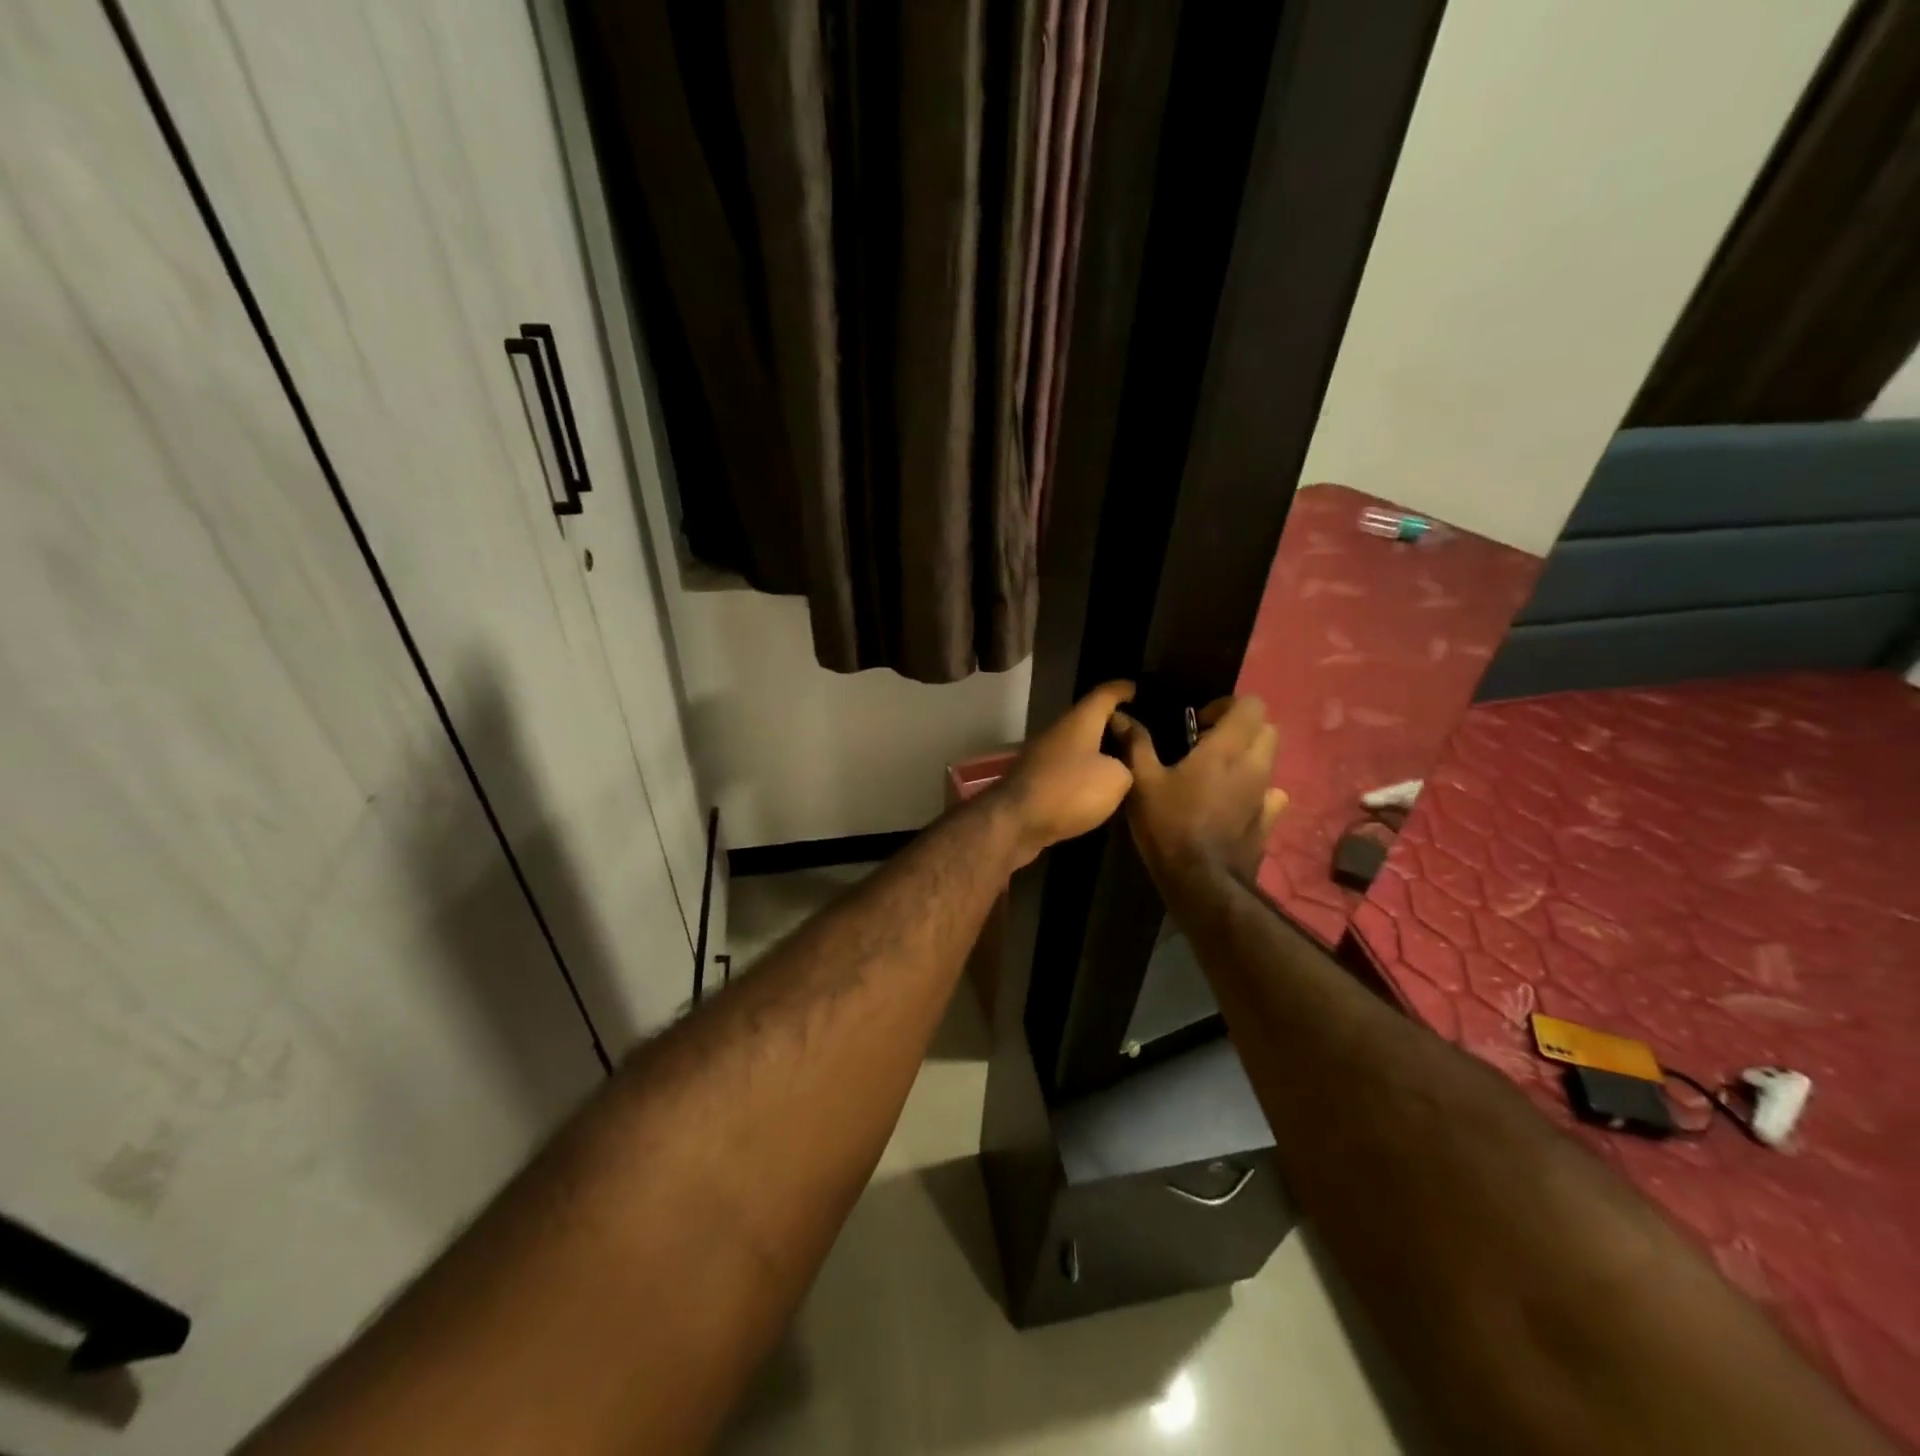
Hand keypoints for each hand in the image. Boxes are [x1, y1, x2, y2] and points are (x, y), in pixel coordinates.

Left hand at [995, 681, 1136, 867]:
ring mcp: (1043, 757)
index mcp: (1079, 721)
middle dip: (1112, 724)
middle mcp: (1058, 732)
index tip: (1136, 688)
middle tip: (1138, 735)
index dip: (1122, 689)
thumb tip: (1119, 769)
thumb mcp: (1116, 779)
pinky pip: (1068, 770)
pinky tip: (1098, 789)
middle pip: (1089, 720)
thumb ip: (1127, 767)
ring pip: (1078, 746)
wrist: (1015, 822)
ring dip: (1098, 752)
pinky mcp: (1035, 781)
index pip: (1104, 694)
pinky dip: (1084, 774)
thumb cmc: (1069, 791)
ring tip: (1124, 764)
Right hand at [1111, 696, 1287, 889]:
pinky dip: (1257, 789)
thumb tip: (1121, 715)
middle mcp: (1254, 765)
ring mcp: (1266, 795)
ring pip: (1270, 760)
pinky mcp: (1269, 821)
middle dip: (1240, 728)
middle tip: (1206, 743)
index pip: (1251, 704)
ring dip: (1248, 757)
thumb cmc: (1170, 826)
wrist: (1201, 882)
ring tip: (1215, 774)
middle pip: (1267, 728)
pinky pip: (1272, 794)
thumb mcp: (1142, 783)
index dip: (1226, 705)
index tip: (1198, 722)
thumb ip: (1135, 744)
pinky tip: (1233, 802)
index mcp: (1226, 749)